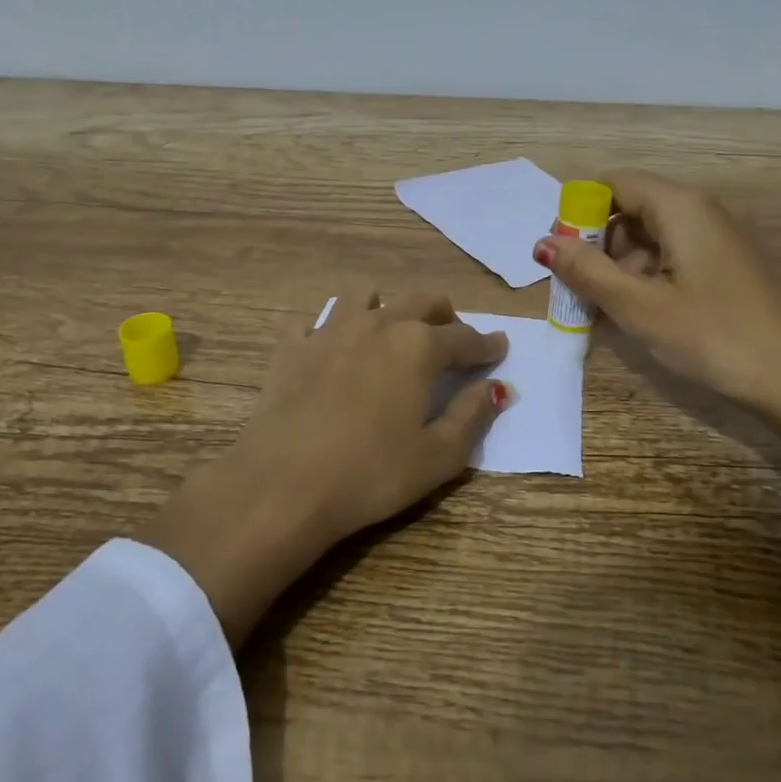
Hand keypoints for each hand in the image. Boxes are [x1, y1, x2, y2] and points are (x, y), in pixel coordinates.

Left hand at [141, 291, 509, 645]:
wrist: (280, 486)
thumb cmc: (370, 475)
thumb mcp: (438, 456)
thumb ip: (473, 415)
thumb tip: (497, 387)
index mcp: (419, 347)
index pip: (465, 337)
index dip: (487, 344)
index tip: (499, 347)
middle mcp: (378, 324)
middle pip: (421, 301)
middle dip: (444, 316)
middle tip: (452, 336)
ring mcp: (330, 330)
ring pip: (366, 295)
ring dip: (387, 307)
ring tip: (391, 331)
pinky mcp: (292, 346)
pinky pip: (314, 321)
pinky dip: (329, 328)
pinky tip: (330, 349)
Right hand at [535, 170, 780, 490]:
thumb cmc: (711, 336)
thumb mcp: (638, 306)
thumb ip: (586, 271)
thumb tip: (543, 244)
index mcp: (680, 208)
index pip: (615, 183)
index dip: (579, 210)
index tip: (558, 251)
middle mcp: (700, 212)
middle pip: (631, 209)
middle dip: (596, 244)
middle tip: (575, 288)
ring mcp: (717, 240)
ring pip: (650, 238)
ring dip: (618, 267)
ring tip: (600, 310)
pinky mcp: (726, 267)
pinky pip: (672, 259)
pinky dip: (645, 279)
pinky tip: (634, 315)